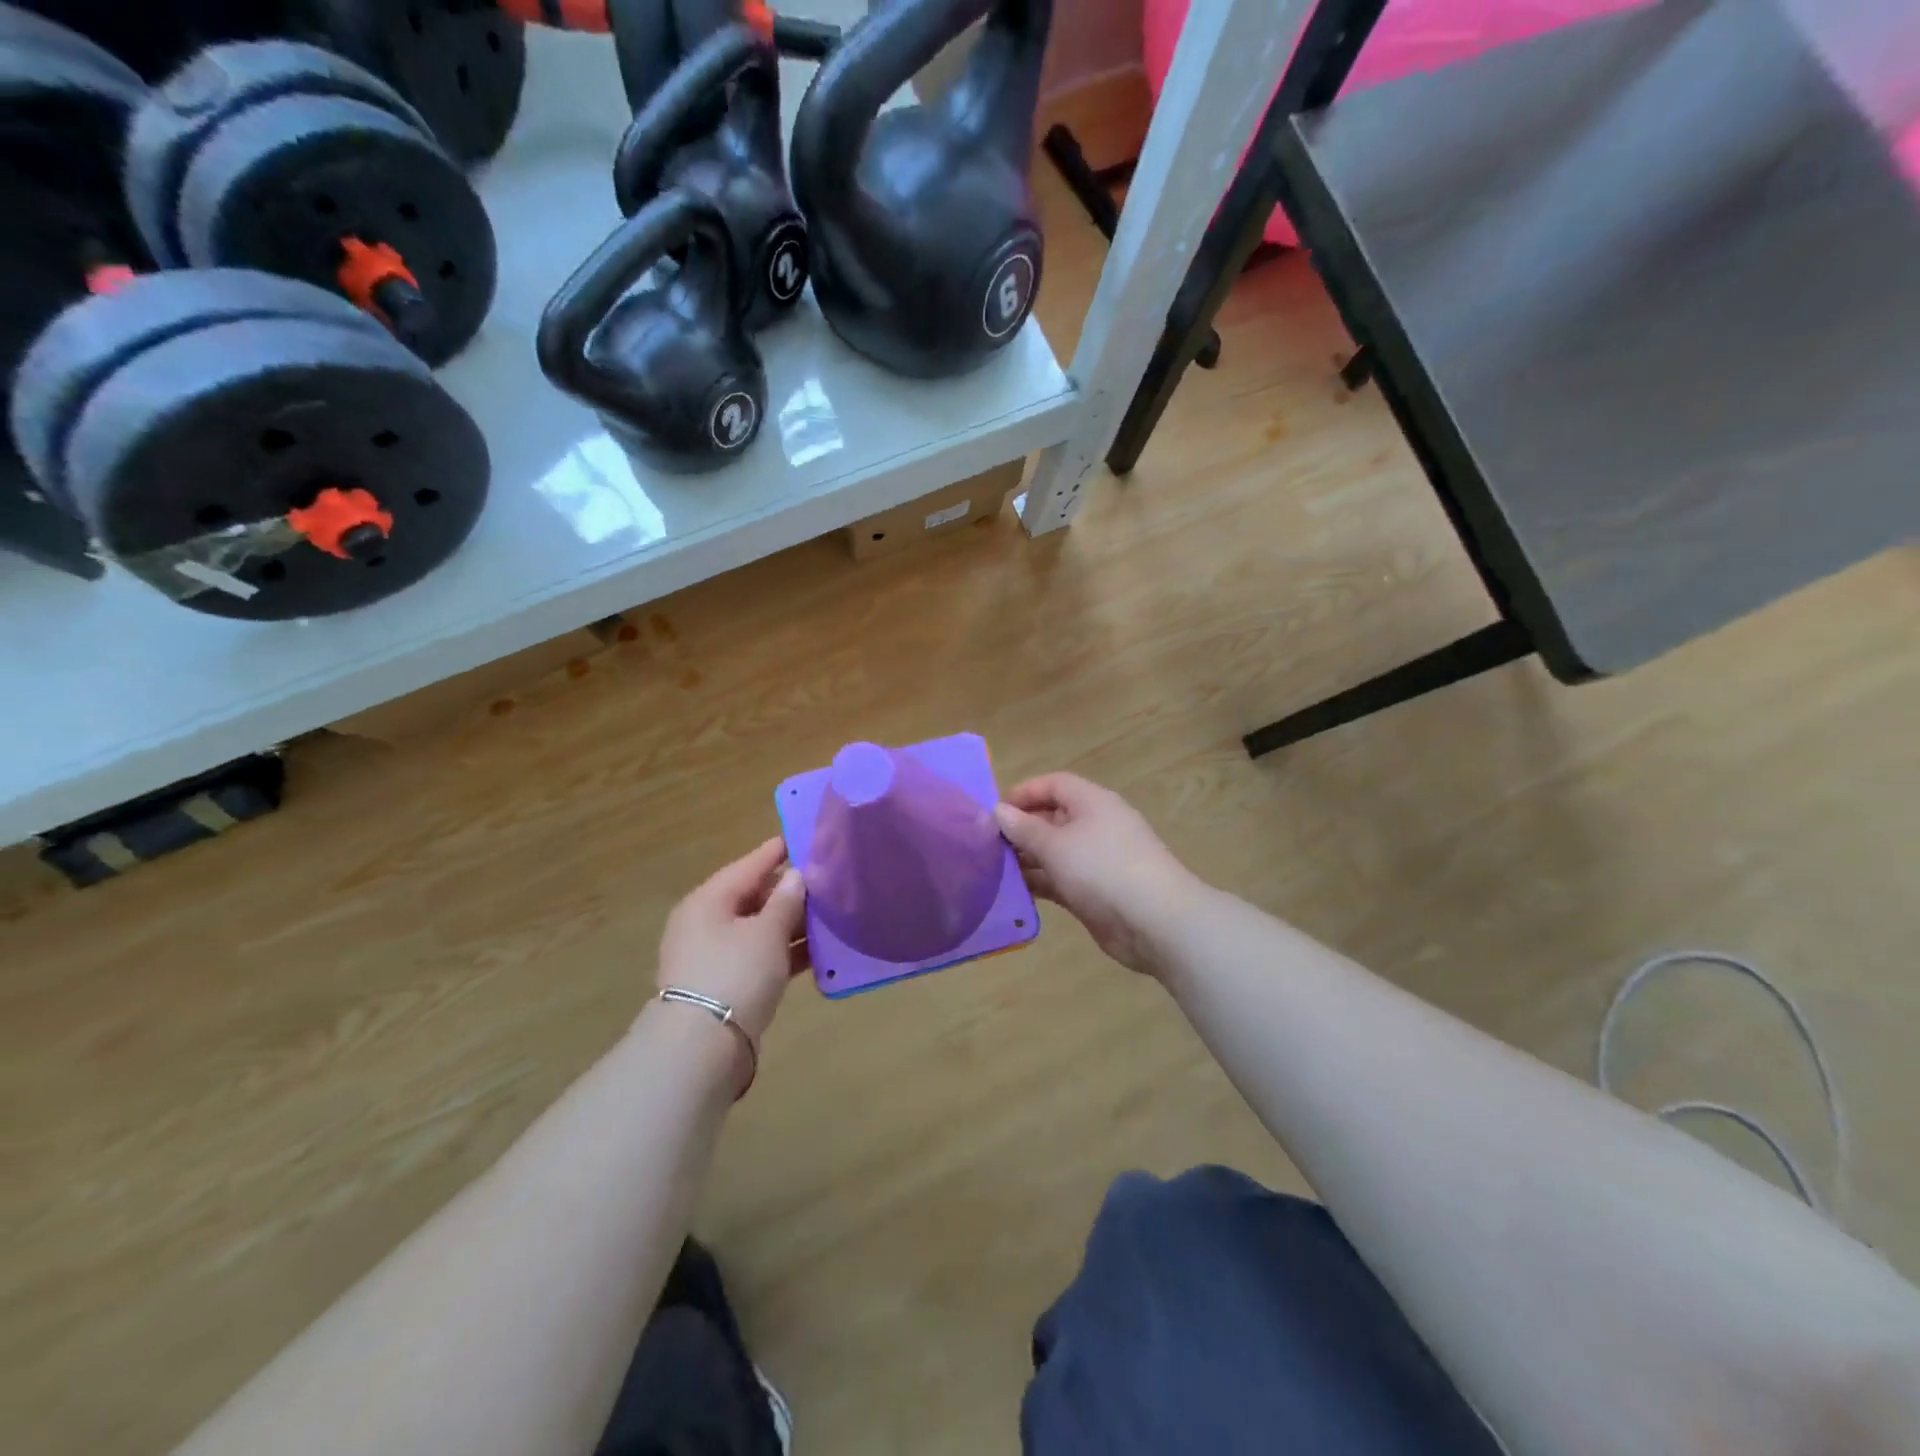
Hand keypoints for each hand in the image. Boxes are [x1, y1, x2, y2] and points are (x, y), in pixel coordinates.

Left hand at [655, 836, 807, 1042]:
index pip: (748, 866)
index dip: (776, 852)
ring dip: (791, 924)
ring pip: (759, 929)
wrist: (701, 1048)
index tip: (803, 839)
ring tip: (830, 914)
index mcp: (709, 900)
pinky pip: (760, 957)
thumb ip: (786, 901)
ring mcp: (714, 956)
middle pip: (753, 897)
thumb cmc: (735, 974)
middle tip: (826, 880)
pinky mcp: (726, 985)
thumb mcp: (767, 932)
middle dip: (789, 891)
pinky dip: (785, 953)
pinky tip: (817, 953)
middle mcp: (706, 923)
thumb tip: (797, 875)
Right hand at [994, 773, 1201, 978]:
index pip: (1054, 784)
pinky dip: (1040, 883)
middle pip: (1053, 817)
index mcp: (1092, 802)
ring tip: (993, 870)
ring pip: (1055, 852)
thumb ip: (1024, 828)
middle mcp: (1096, 826)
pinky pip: (1061, 880)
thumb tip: (999, 811)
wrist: (1155, 922)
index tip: (994, 812)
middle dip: (1022, 829)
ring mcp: (1097, 861)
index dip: (1024, 793)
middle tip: (987, 845)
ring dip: (1028, 859)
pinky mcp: (1096, 892)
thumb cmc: (1102, 869)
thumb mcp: (1056, 845)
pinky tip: (1013, 892)